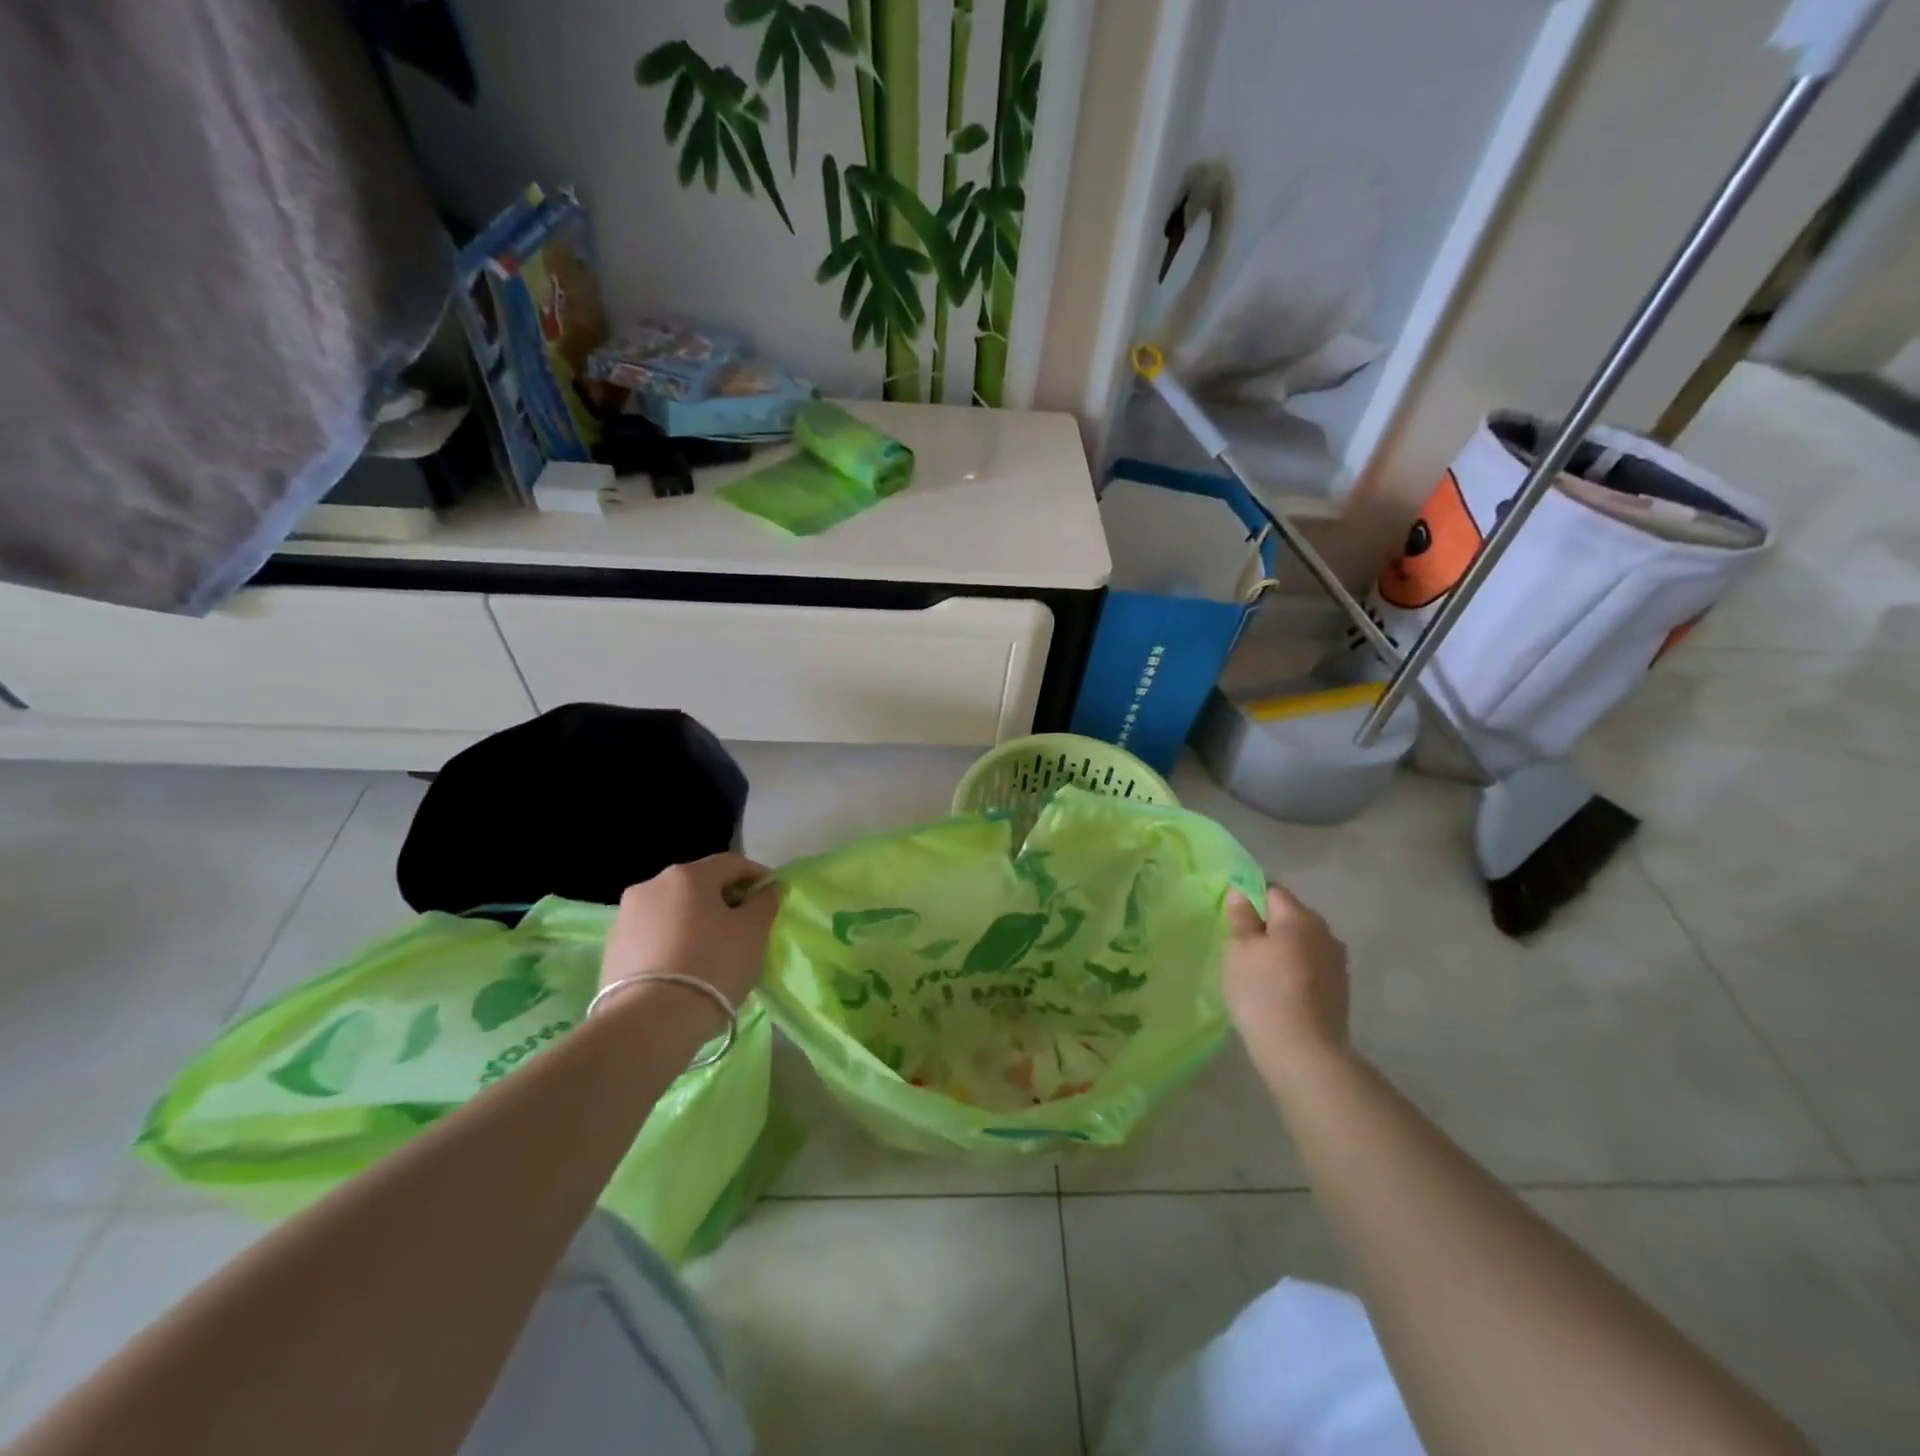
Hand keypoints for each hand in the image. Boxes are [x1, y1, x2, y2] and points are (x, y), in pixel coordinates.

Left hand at [601, 853, 781, 1009]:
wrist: (649, 1023)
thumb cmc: (712, 965)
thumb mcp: (753, 932)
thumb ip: (764, 903)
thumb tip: (767, 889)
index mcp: (688, 875)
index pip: (731, 863)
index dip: (756, 875)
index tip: (772, 894)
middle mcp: (652, 885)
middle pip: (699, 885)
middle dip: (724, 899)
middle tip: (744, 925)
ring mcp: (626, 917)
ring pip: (674, 910)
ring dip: (696, 921)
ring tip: (713, 950)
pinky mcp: (613, 948)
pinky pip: (654, 935)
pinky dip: (673, 941)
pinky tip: (685, 967)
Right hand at [1223, 882, 1350, 1088]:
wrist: (1304, 1053)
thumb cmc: (1263, 993)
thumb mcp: (1239, 949)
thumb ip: (1240, 916)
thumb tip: (1241, 893)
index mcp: (1299, 917)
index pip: (1272, 890)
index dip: (1250, 897)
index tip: (1233, 919)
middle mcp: (1325, 933)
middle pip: (1290, 916)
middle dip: (1267, 925)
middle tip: (1241, 947)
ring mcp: (1337, 962)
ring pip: (1302, 942)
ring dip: (1283, 949)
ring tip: (1260, 972)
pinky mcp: (1340, 989)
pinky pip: (1311, 965)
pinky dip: (1295, 970)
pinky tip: (1280, 990)